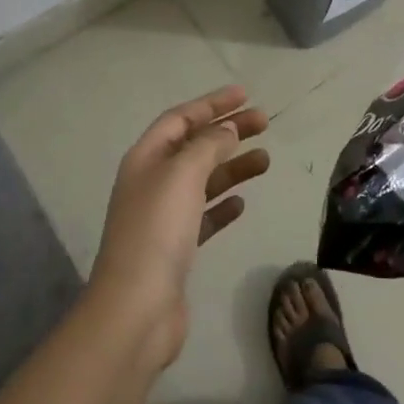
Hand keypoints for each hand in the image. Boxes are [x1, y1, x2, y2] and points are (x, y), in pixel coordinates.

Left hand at [88, 84, 269, 371]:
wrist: (136, 308)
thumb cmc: (157, 230)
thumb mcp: (183, 174)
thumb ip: (208, 146)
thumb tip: (227, 130)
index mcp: (146, 158)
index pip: (181, 118)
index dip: (212, 103)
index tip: (245, 94)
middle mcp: (152, 182)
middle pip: (195, 146)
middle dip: (228, 131)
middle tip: (265, 122)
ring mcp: (162, 217)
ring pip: (203, 180)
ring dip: (233, 167)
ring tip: (266, 160)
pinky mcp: (176, 249)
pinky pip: (203, 216)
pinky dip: (222, 205)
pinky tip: (242, 204)